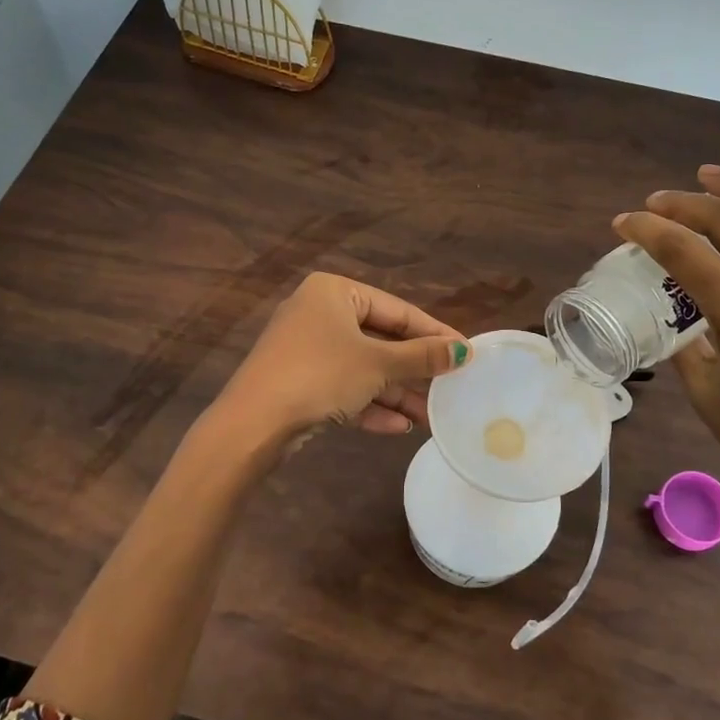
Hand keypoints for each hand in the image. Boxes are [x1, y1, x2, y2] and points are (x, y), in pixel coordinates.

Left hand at [213, 273, 470, 442]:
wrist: (254, 423)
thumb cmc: (321, 374)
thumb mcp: (378, 364)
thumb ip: (422, 357)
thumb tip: (465, 351)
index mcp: (334, 292)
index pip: (397, 310)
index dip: (433, 333)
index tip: (466, 353)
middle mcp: (319, 313)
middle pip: (380, 341)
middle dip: (413, 371)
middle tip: (449, 389)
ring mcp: (307, 349)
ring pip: (363, 368)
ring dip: (395, 394)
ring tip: (428, 418)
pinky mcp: (299, 382)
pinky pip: (344, 388)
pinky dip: (370, 405)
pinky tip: (398, 428)